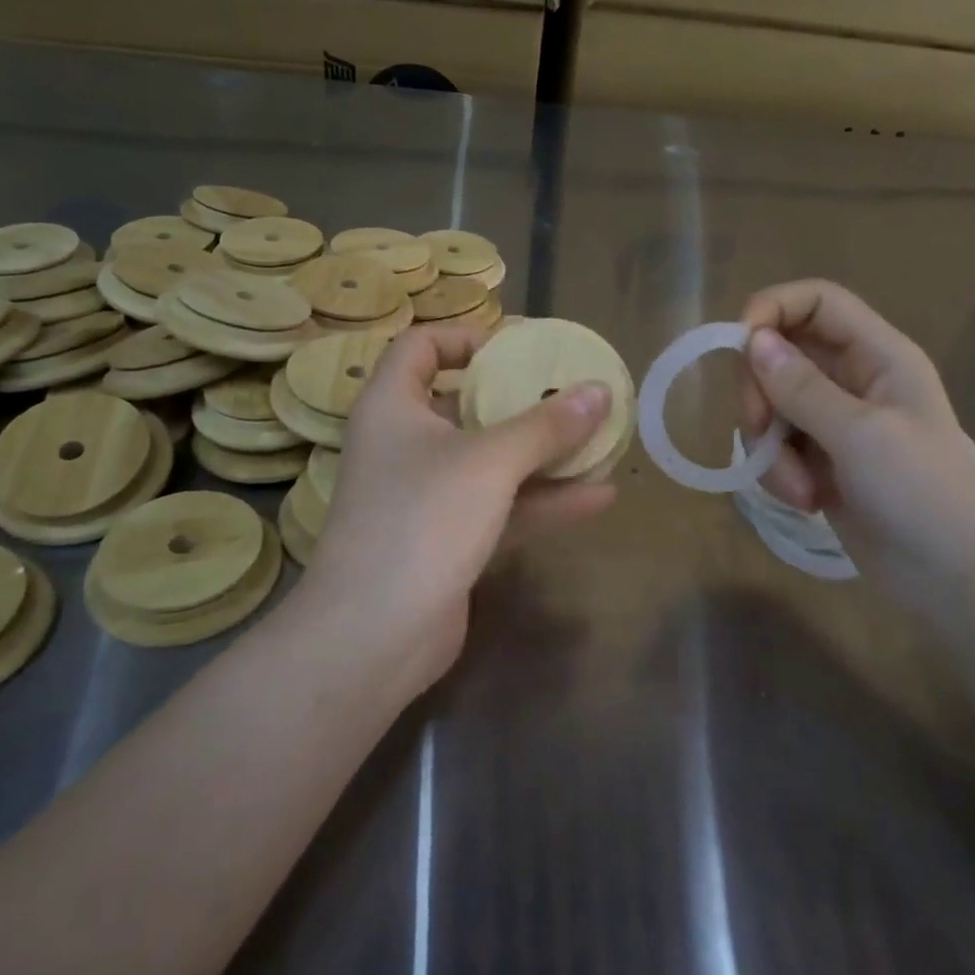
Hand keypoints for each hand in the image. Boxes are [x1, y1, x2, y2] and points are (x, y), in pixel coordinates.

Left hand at [300, 325, 616, 690]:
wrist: (374, 636)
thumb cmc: (422, 520)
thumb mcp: (490, 462)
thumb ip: (546, 425)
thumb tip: (600, 390)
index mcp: (393, 406)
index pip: (420, 347)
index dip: (466, 338)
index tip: (519, 348)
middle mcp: (405, 444)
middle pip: (465, 402)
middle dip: (521, 398)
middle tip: (572, 391)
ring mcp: (427, 494)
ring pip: (490, 459)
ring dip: (543, 452)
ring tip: (600, 439)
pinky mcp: (448, 538)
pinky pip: (500, 505)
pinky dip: (542, 500)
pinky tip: (597, 496)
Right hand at [738, 280, 974, 591]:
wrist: (952, 579)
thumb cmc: (922, 494)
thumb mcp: (861, 435)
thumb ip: (802, 387)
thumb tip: (751, 340)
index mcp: (877, 355)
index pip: (816, 301)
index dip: (772, 310)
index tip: (738, 348)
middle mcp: (853, 378)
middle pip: (780, 353)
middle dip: (761, 393)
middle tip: (759, 431)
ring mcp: (833, 420)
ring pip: (770, 404)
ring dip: (770, 446)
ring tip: (799, 487)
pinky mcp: (818, 458)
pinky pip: (775, 444)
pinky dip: (777, 471)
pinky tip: (805, 499)